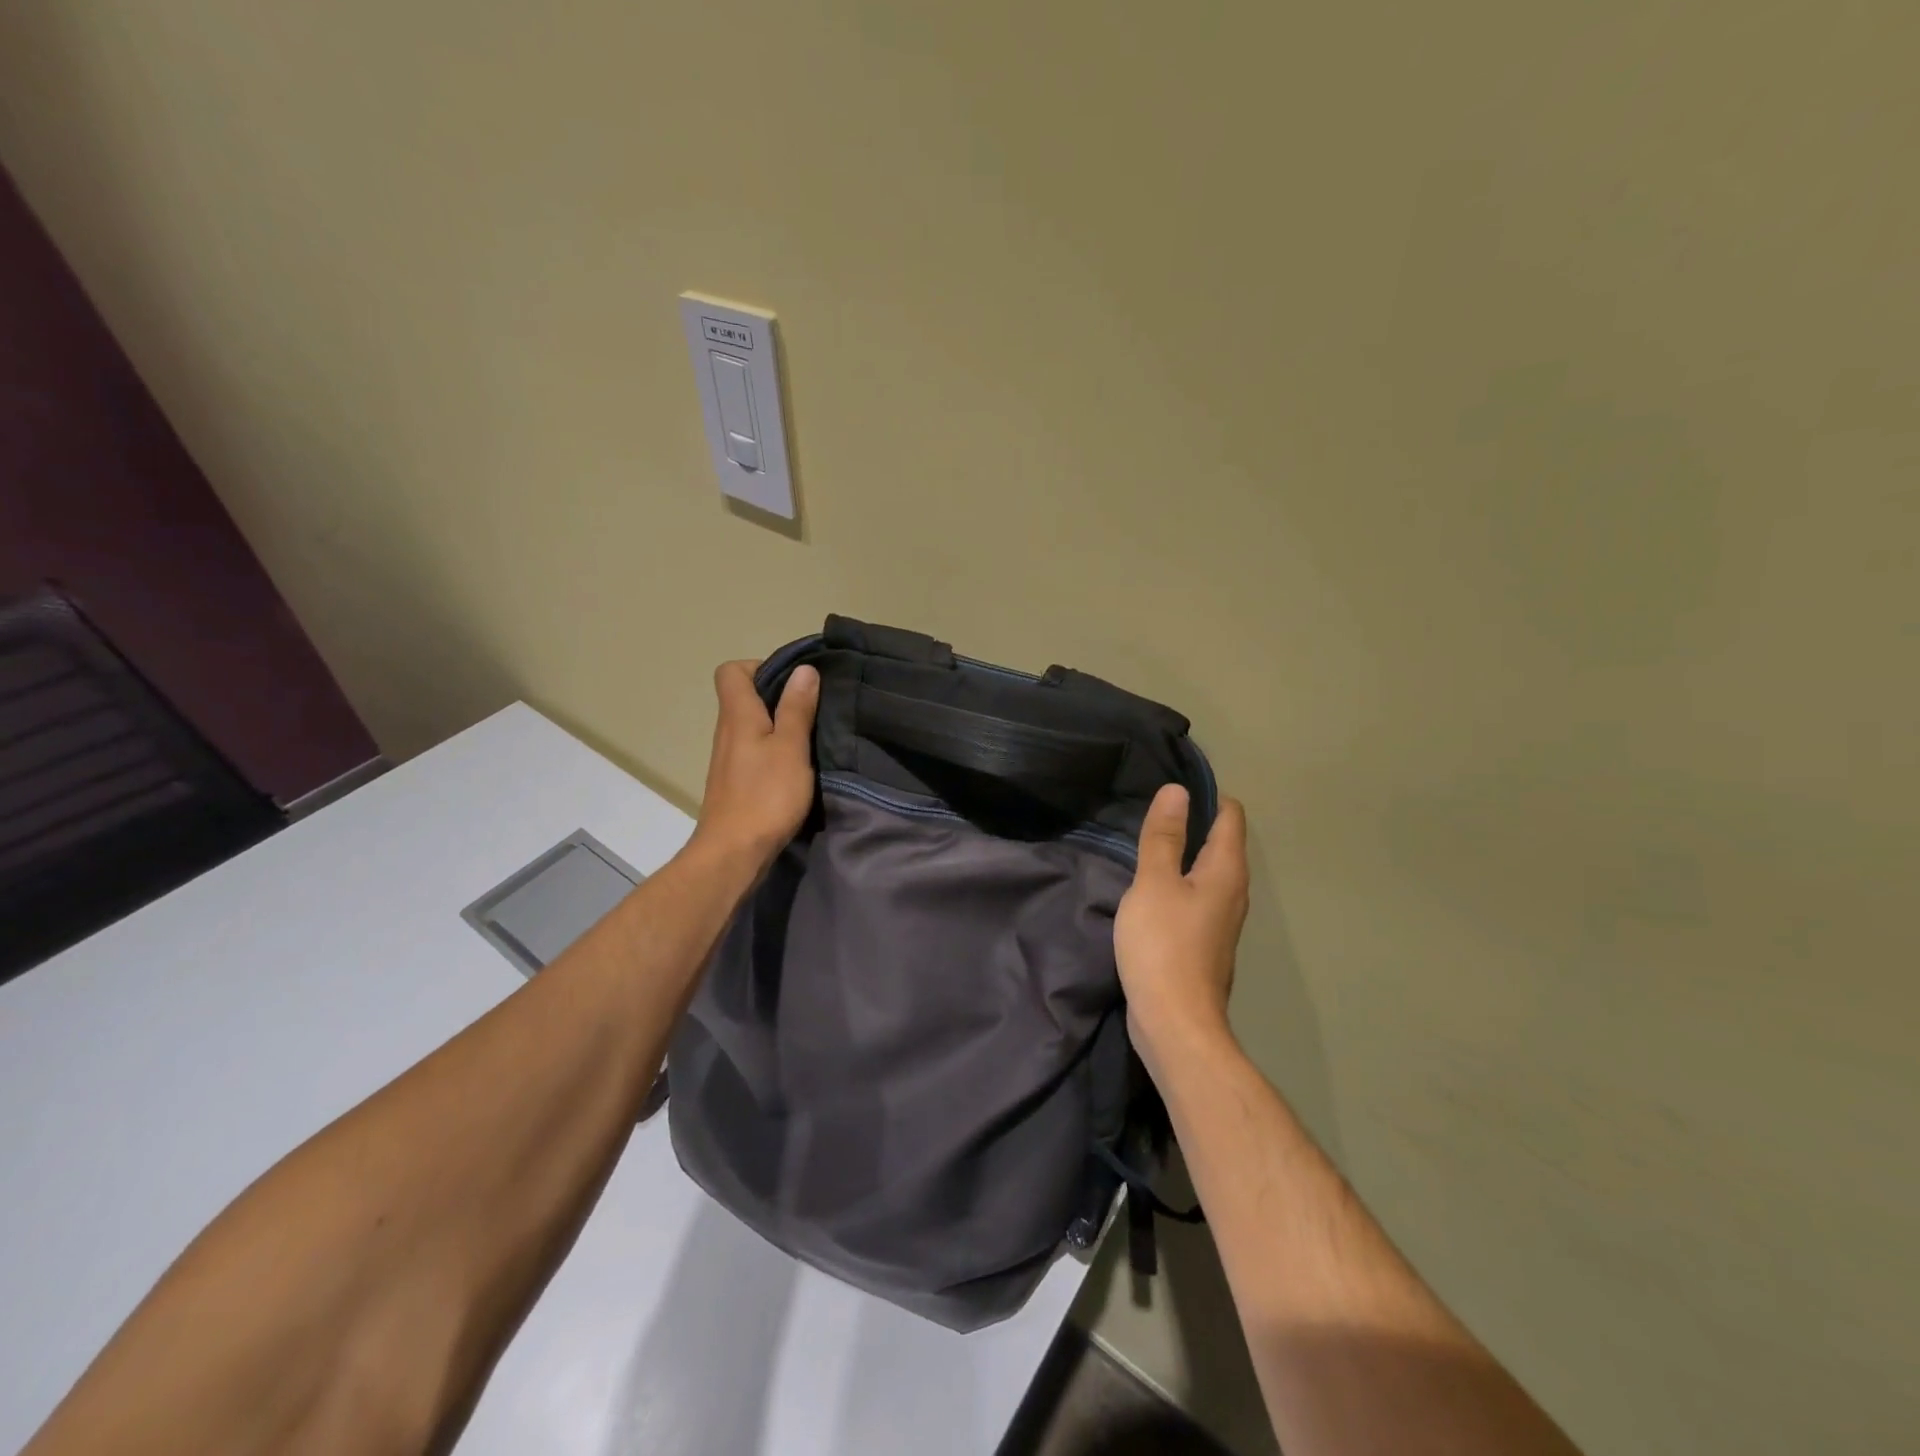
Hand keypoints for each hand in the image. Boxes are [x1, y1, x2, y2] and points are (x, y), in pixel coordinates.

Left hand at [690, 660, 820, 867]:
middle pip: (744, 697)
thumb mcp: (791, 747)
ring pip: (751, 726)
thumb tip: (803, 670)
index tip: (793, 682)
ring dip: (779, 725)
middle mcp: (727, 732)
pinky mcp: (735, 783)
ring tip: (811, 735)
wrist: (733, 853)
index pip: (731, 671)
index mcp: (738, 715)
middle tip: (813, 707)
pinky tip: (798, 766)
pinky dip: (775, 750)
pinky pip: (755, 751)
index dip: (760, 666)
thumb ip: (797, 708)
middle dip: (778, 696)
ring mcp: (729, 760)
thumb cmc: (765, 795)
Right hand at [1115, 784, 1249, 1068]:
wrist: (1174, 1022)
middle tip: (1151, 810)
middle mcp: (1233, 891)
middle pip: (1221, 842)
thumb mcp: (1154, 883)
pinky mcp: (1204, 942)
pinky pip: (1194, 896)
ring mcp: (1220, 920)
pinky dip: (1176, 882)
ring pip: (1206, 871)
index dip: (1206, 795)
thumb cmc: (1163, 945)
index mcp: (1226, 871)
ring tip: (1146, 842)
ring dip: (1182, 854)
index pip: (1230, 816)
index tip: (1170, 787)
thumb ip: (1164, 836)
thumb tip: (1178, 790)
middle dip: (1192, 821)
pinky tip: (1148, 887)